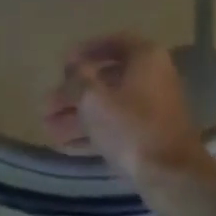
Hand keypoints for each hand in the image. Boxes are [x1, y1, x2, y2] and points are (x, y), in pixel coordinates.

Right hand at [44, 34, 208, 182]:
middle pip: (106, 80)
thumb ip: (77, 80)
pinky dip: (91, 133)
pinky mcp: (148, 136)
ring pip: (108, 107)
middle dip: (73, 93)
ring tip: (48, 128)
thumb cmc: (130, 126)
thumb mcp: (93, 98)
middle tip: (47, 104)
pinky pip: (115, 128)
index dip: (85, 50)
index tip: (62, 63)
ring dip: (77, 116)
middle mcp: (152, 78)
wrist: (168, 172)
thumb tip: (72, 71)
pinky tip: (64, 145)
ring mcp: (152, 109)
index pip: (113, 43)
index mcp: (145, 58)